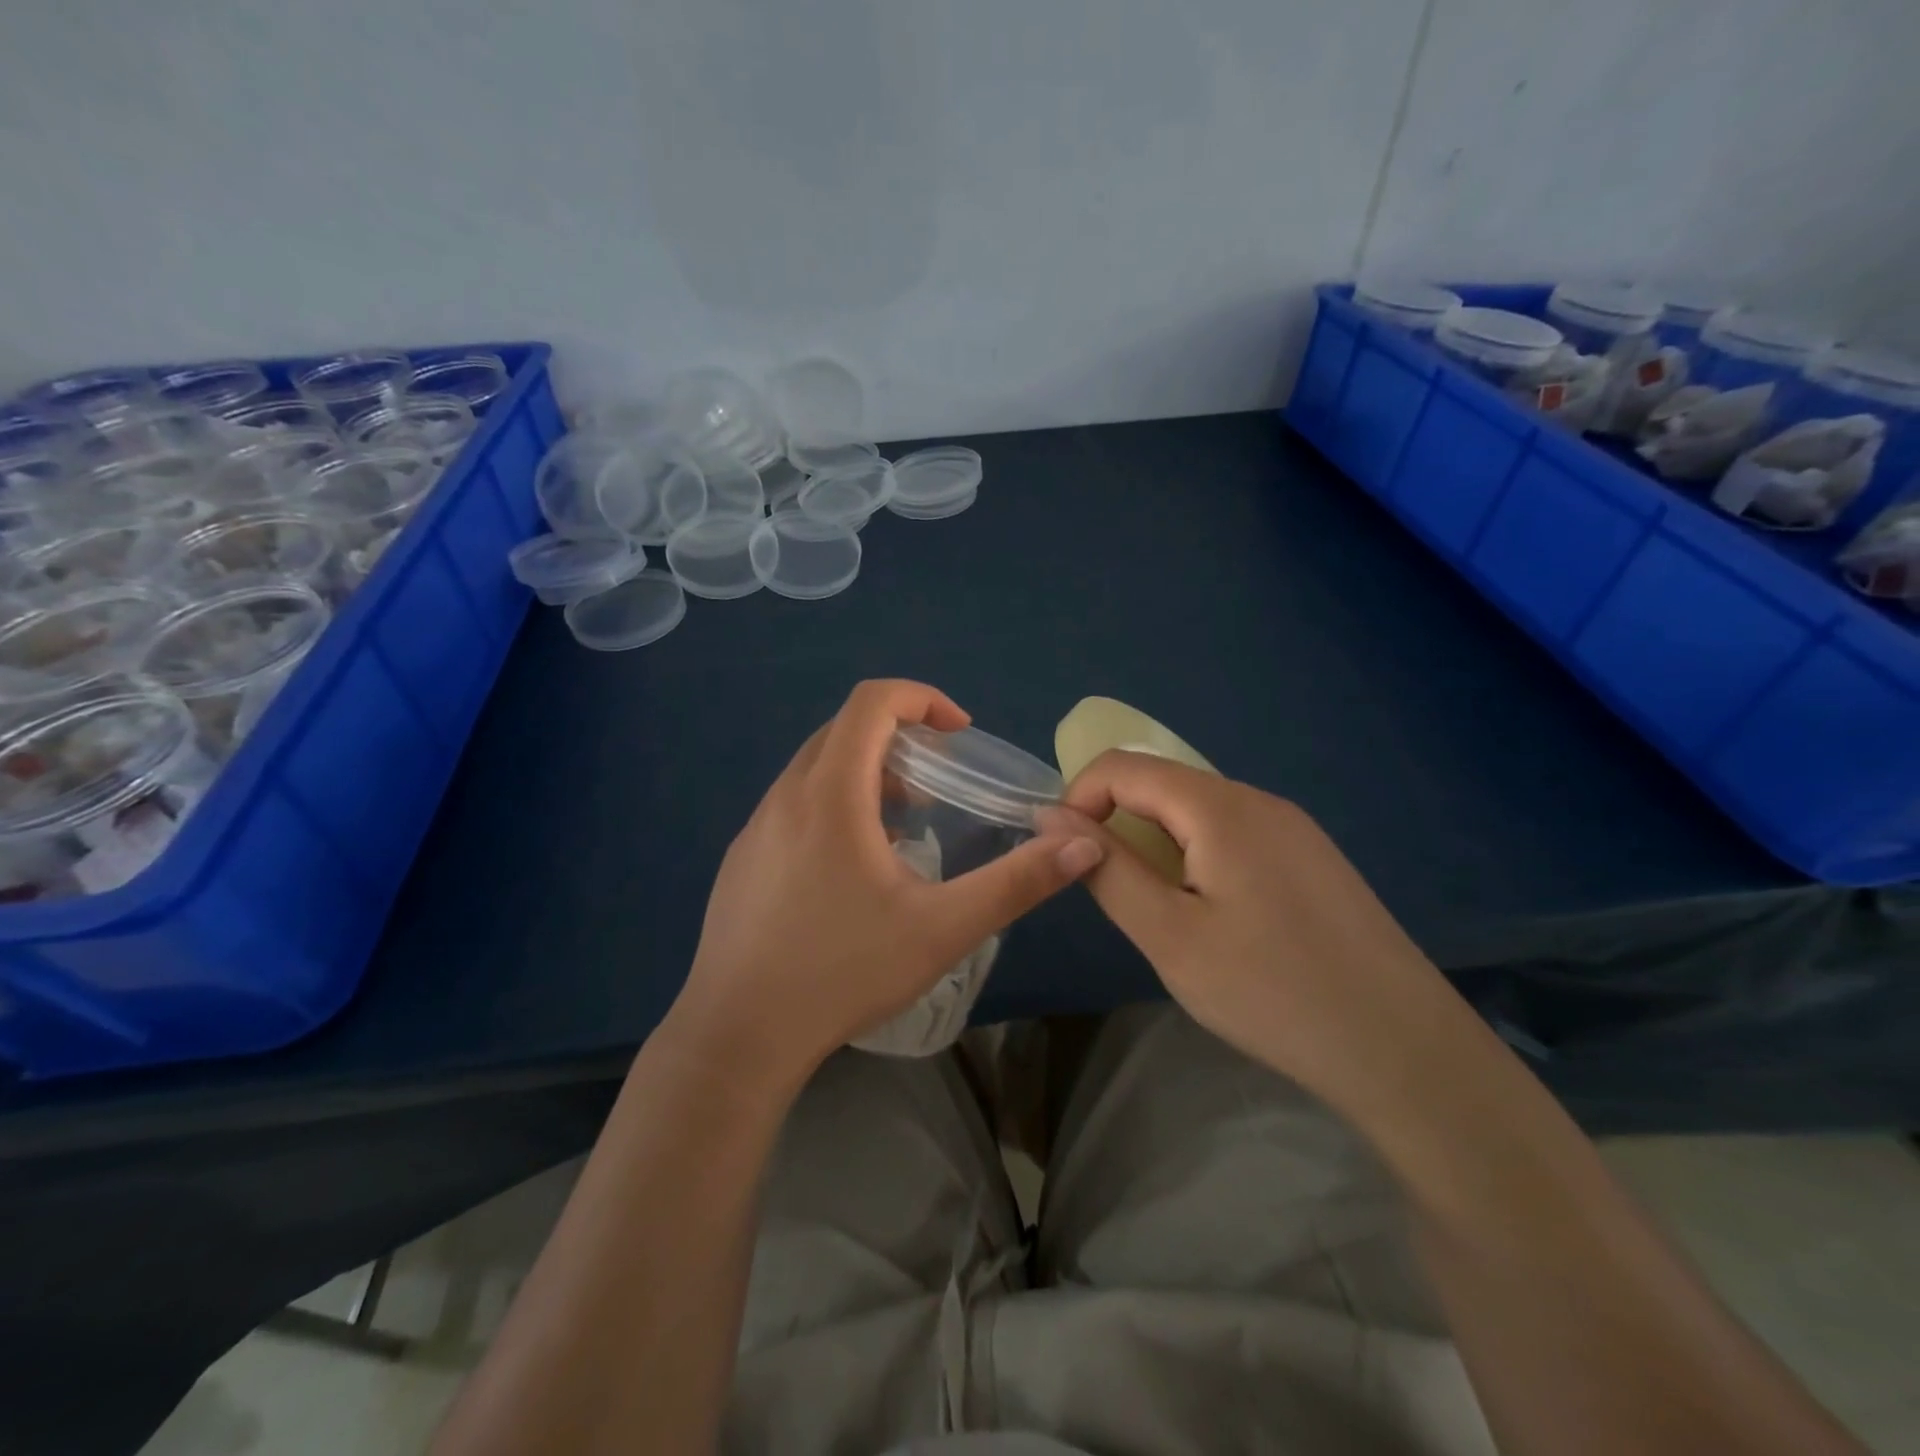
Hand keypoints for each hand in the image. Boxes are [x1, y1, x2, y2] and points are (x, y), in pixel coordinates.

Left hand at [665, 680, 1103, 1093]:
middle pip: (843, 729)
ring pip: (816, 767)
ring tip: (904, 824)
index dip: (921, 699)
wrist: (738, 1035)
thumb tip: (1082, 844)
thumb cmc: (843, 973)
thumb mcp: (943, 928)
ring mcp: (755, 826)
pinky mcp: (742, 858)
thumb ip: (1017, 882)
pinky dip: (834, 803)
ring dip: (865, 773)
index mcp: (830, 793)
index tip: (958, 733)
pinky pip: (794, 803)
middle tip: (938, 781)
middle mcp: (786, 795)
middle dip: (898, 737)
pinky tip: (855, 868)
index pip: (871, 701)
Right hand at [1058, 751, 1456, 1105]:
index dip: (1079, 799)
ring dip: (1158, 843)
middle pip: (1162, 783)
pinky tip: (1217, 917)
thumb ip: (1106, 869)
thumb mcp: (1169, 935)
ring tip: (1165, 913)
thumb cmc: (1271, 992)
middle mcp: (1259, 799)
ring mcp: (1294, 827)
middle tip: (1118, 896)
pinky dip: (1198, 856)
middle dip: (1118, 824)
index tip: (1068, 858)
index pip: (1122, 766)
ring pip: (1198, 810)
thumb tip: (1052, 817)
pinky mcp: (1313, 857)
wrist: (1404, 1050)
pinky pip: (1235, 833)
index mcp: (1220, 807)